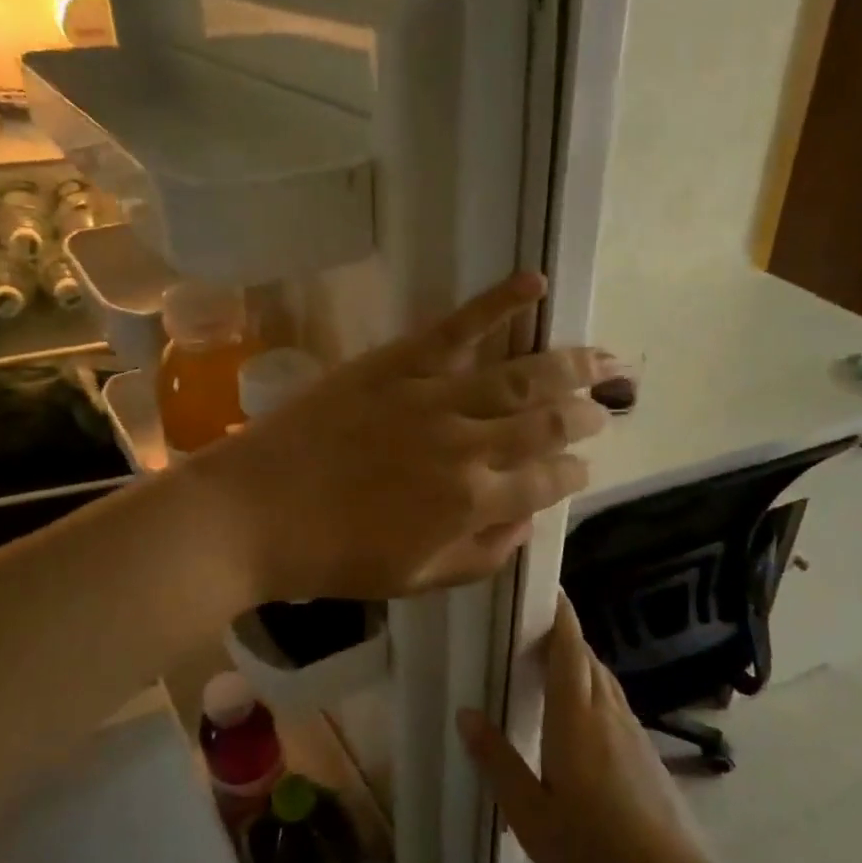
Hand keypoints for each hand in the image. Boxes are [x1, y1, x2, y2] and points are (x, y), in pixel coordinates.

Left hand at [202, 273, 624, 600]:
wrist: (254, 513)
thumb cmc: (332, 557)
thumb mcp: (416, 580)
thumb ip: (482, 556)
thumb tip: (525, 524)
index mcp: (473, 504)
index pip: (548, 482)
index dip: (575, 473)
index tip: (583, 466)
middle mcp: (468, 447)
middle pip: (548, 423)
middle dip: (585, 414)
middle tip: (607, 405)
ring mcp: (434, 399)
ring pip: (521, 375)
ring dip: (570, 365)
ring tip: (603, 357)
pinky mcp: (398, 363)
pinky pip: (459, 327)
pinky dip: (499, 301)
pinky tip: (536, 282)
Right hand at [457, 591, 707, 862]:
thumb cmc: (593, 852)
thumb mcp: (530, 814)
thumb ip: (498, 761)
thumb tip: (466, 713)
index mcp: (577, 718)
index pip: (569, 648)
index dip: (560, 613)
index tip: (545, 587)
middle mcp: (608, 713)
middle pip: (586, 657)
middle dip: (562, 634)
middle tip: (527, 628)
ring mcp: (633, 733)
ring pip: (603, 679)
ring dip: (578, 661)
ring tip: (547, 667)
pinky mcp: (646, 754)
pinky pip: (613, 703)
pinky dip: (591, 690)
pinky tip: (577, 718)